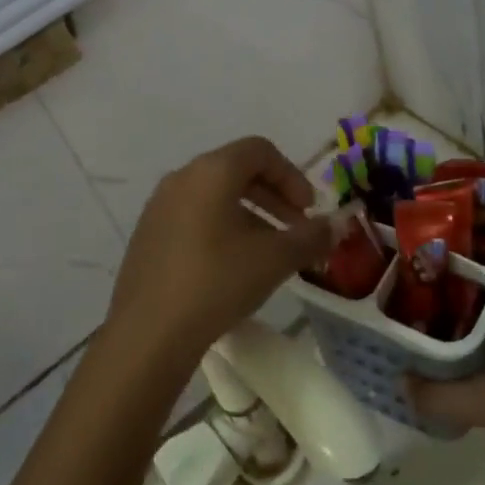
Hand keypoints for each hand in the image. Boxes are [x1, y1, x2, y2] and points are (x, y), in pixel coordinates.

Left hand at [105, 137, 337, 364]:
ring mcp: (159, 206)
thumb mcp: (274, 260)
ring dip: (250, 215)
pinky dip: (221, 228)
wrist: (148, 333)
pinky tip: (232, 267)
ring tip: (269, 253)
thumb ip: (310, 237)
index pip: (260, 151)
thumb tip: (336, 226)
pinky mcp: (148, 234)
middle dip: (274, 196)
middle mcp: (181, 178)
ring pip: (214, 196)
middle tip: (296, 229)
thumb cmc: (216, 282)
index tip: (309, 211)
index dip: (292, 176)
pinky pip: (194, 216)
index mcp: (211, 171)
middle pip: (236, 170)